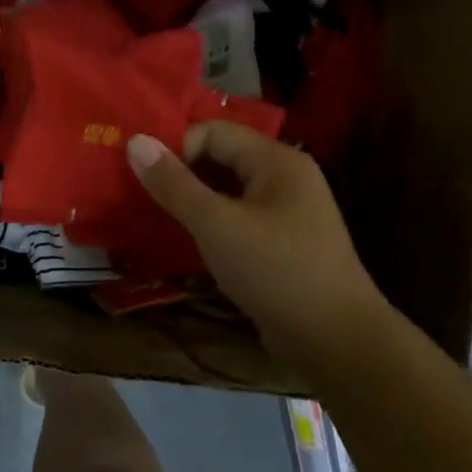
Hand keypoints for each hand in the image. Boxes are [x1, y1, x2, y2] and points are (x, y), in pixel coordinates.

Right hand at [127, 123, 389, 354]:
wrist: (336, 340)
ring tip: (153, 217)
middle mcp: (285, 177)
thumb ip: (174, 184)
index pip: (214, 131)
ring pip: (227, 191)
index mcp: (277, 160)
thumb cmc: (276, 271)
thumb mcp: (217, 225)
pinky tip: (184, 241)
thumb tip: (135, 141)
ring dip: (192, 200)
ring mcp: (286, 212)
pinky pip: (237, 219)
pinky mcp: (281, 243)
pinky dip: (210, 224)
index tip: (143, 178)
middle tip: (139, 194)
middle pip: (221, 157)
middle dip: (181, 173)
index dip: (176, 148)